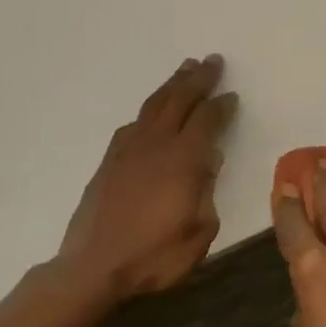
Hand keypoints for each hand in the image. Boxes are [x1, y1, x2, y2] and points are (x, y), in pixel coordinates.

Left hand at [55, 56, 237, 304]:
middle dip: (198, 79)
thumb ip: (207, 191)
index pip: (207, 120)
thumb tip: (209, 160)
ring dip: (172, 85)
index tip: (232, 95)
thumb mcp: (199, 231)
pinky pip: (132, 124)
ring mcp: (128, 150)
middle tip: (212, 61)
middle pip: (179, 100)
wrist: (93, 265)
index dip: (221, 106)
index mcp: (183, 159)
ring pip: (154, 105)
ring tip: (185, 69)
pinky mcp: (109, 161)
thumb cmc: (154, 255)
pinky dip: (148, 110)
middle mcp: (156, 144)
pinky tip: (151, 113)